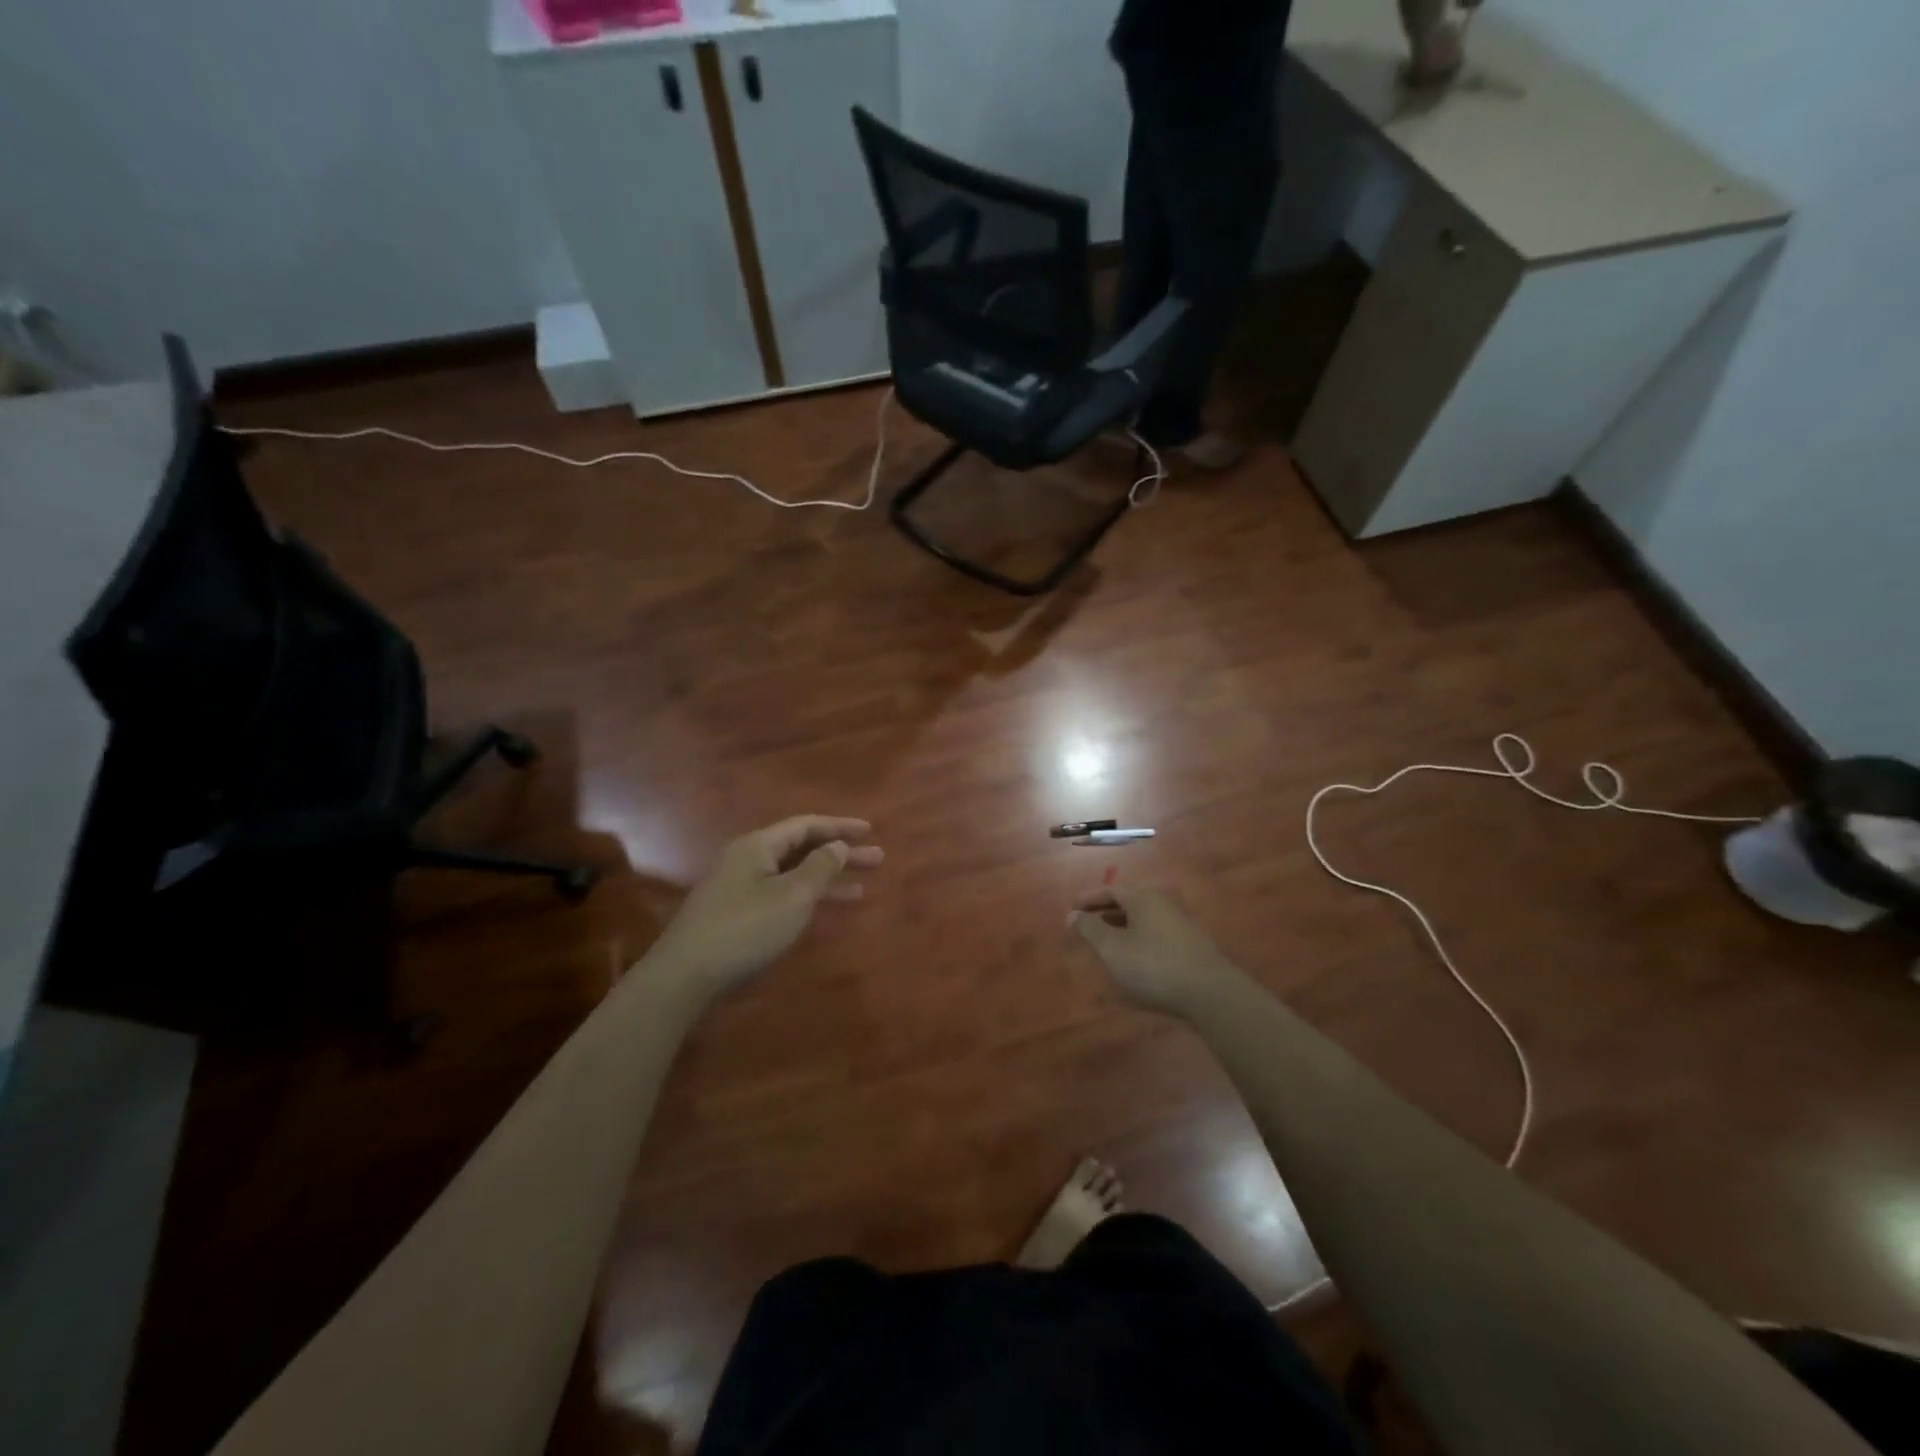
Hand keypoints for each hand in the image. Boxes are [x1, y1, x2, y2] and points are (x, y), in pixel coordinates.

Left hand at [651, 815, 881, 998]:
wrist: (684, 976)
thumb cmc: (745, 929)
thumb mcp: (792, 896)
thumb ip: (820, 867)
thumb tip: (836, 845)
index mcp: (758, 846)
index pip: (806, 825)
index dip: (840, 827)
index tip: (870, 831)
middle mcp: (747, 859)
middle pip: (801, 849)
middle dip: (840, 854)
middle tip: (877, 860)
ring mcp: (739, 887)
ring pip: (792, 874)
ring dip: (826, 880)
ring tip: (861, 890)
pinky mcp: (735, 914)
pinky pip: (780, 894)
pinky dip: (805, 899)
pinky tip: (822, 911)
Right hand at [1069, 886, 1241, 1017]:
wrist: (1210, 993)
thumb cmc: (1153, 965)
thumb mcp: (1112, 948)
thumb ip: (1090, 929)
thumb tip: (1072, 914)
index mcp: (1143, 898)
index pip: (1111, 889)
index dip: (1089, 898)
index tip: (1072, 910)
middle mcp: (1163, 903)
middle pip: (1129, 901)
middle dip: (1105, 912)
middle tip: (1086, 925)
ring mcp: (1180, 924)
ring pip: (1143, 919)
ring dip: (1122, 927)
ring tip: (1106, 943)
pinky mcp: (1191, 945)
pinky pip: (1156, 934)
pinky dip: (1138, 939)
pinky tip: (1134, 960)